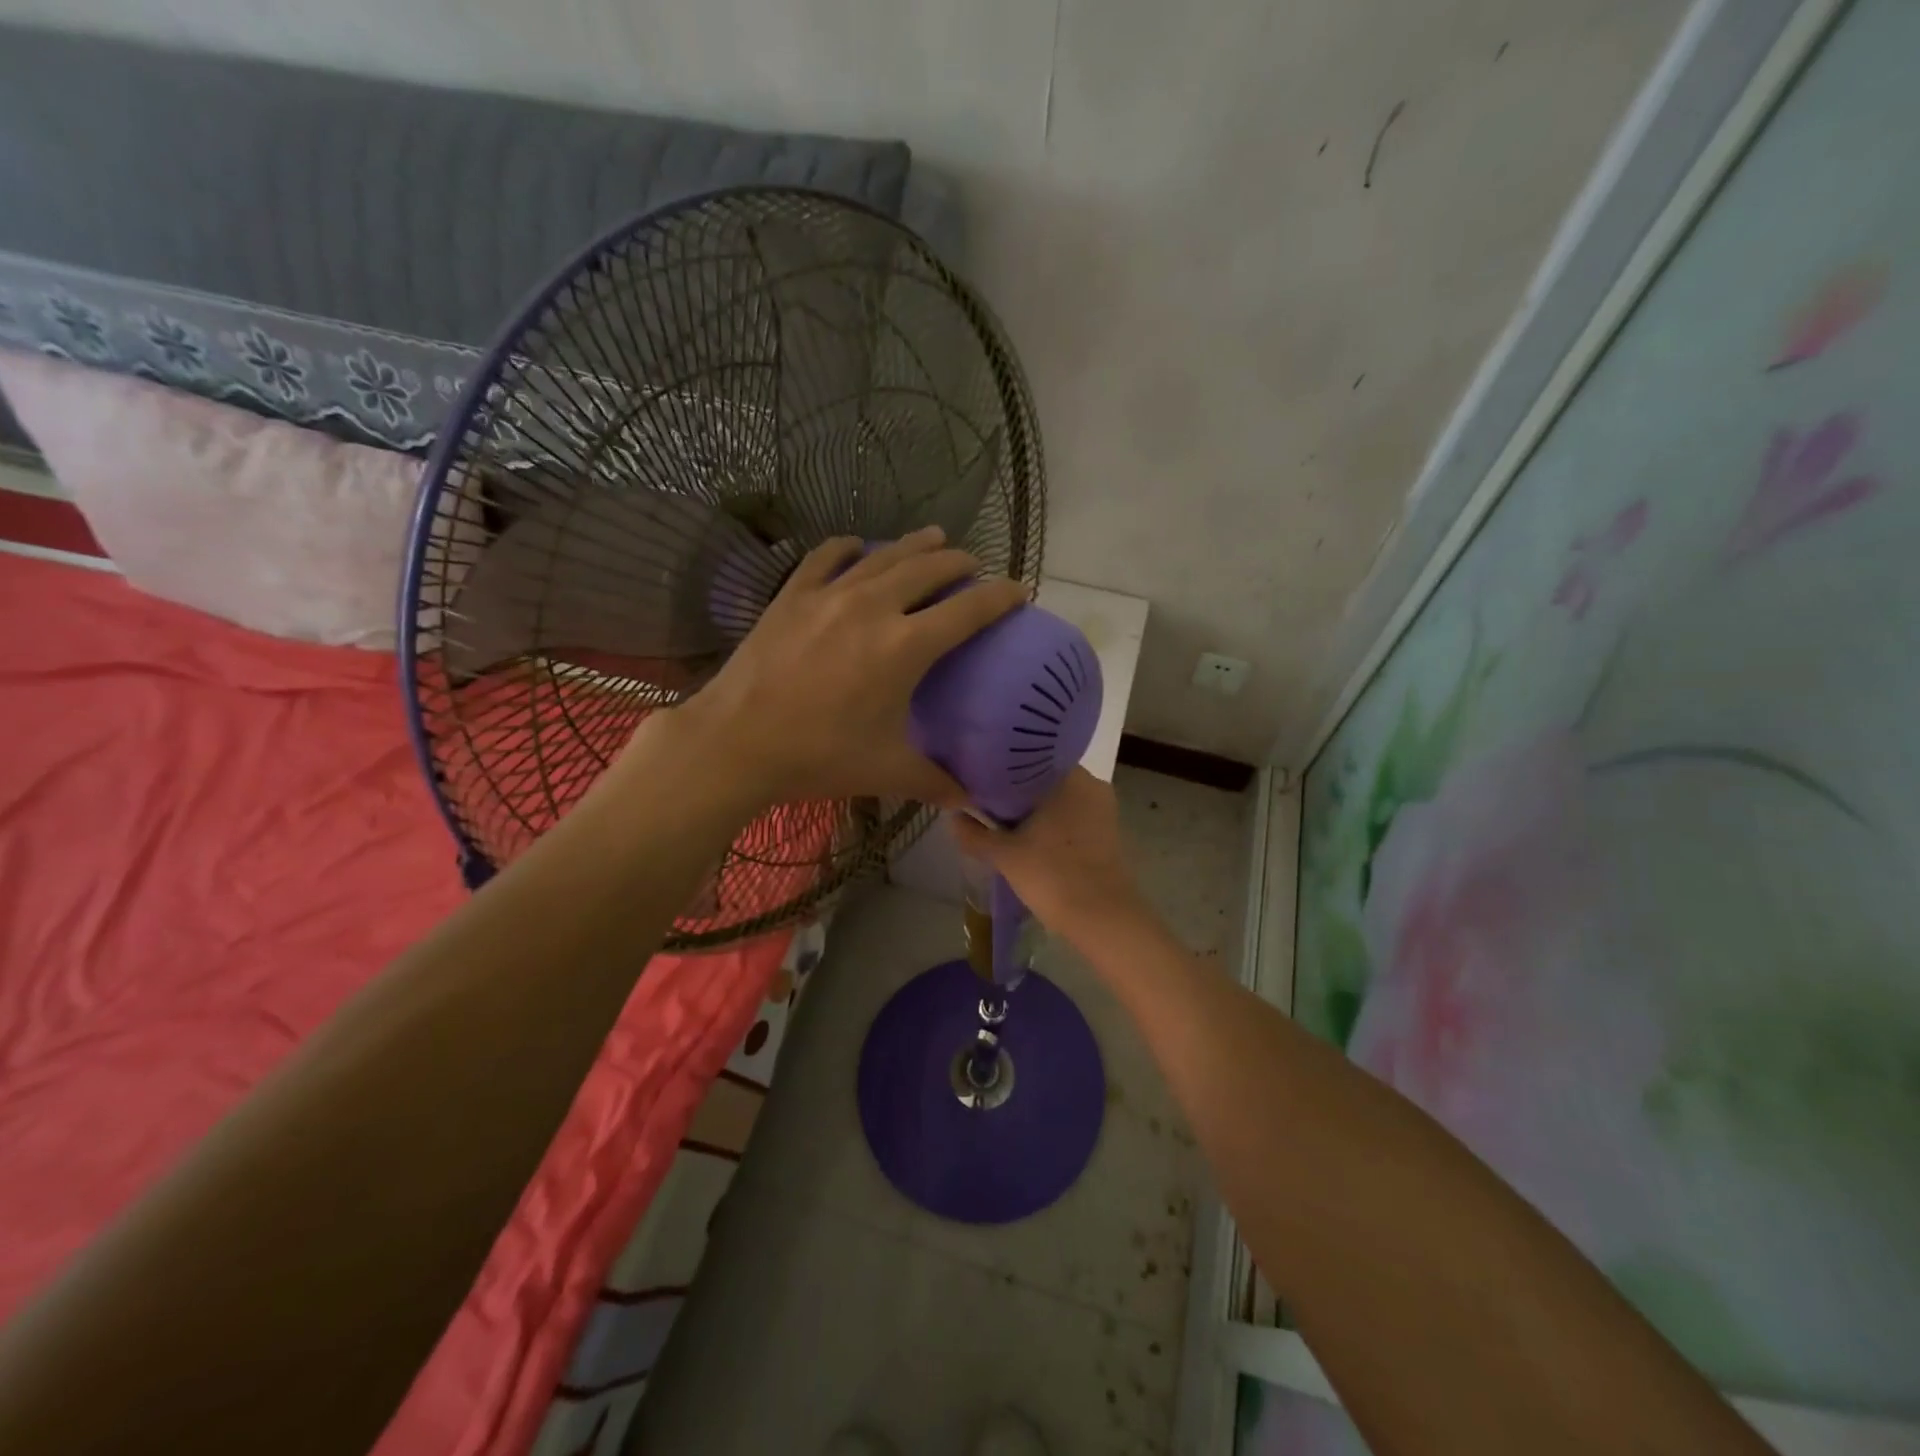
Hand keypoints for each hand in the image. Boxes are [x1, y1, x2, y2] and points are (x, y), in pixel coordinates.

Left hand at [665, 527, 1025, 809]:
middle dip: (961, 563)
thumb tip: (970, 801)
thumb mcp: (886, 771)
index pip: (970, 609)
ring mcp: (830, 594)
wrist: (736, 742)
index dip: (1001, 596)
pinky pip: (827, 556)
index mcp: (905, 646)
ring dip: (917, 545)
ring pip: (885, 555)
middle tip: (974, 568)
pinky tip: (858, 547)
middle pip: (930, 568)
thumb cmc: (818, 756)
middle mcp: (874, 606)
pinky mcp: (793, 595)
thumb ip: (935, 782)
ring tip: (936, 538)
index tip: (1020, 591)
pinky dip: (850, 547)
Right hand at [952, 768, 1148, 943]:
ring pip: (1058, 801)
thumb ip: (975, 834)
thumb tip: (954, 818)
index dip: (1000, 771)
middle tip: (984, 804)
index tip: (978, 783)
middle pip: (1043, 781)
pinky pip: (1072, 818)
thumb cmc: (1053, 875)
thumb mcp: (1005, 855)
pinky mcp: (1108, 834)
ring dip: (1034, 811)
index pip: (1027, 760)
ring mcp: (1103, 810)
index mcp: (1070, 777)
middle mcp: (1092, 785)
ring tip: (1002, 822)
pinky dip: (1052, 825)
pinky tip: (1029, 839)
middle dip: (1016, 793)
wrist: (1103, 919)